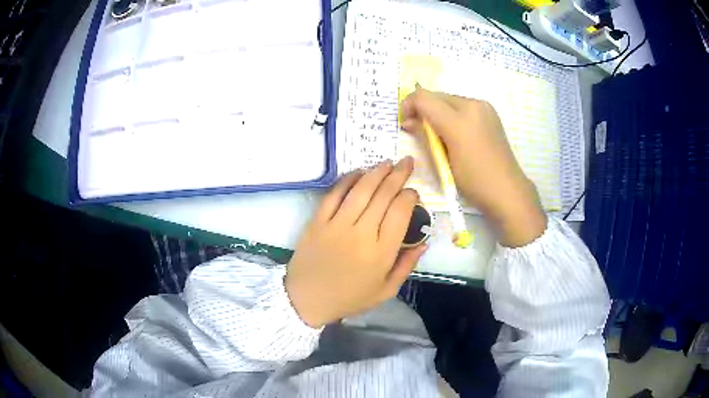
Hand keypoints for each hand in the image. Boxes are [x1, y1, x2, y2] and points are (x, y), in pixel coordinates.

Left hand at [285, 158, 426, 327]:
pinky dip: (347, 180)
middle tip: (407, 162)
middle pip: (383, 196)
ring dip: (376, 173)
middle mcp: (361, 233)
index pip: (400, 212)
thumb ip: (406, 265)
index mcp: (381, 252)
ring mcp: (337, 225)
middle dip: (398, 175)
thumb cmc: (349, 298)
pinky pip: (334, 194)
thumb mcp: (385, 290)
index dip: (409, 196)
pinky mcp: (318, 221)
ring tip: (387, 162)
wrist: (307, 300)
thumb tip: (424, 241)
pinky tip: (358, 172)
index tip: (414, 192)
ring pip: (361, 190)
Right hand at [400, 88, 545, 246]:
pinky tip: (455, 133)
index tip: (405, 122)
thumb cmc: (474, 181)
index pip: (423, 98)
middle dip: (422, 109)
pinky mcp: (490, 112)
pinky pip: (462, 105)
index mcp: (459, 120)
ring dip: (437, 112)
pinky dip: (452, 114)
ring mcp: (483, 107)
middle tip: (418, 130)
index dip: (408, 106)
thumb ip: (424, 136)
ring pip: (448, 100)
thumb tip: (408, 122)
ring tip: (438, 135)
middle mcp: (472, 105)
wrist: (508, 190)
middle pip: (436, 96)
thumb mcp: (444, 161)